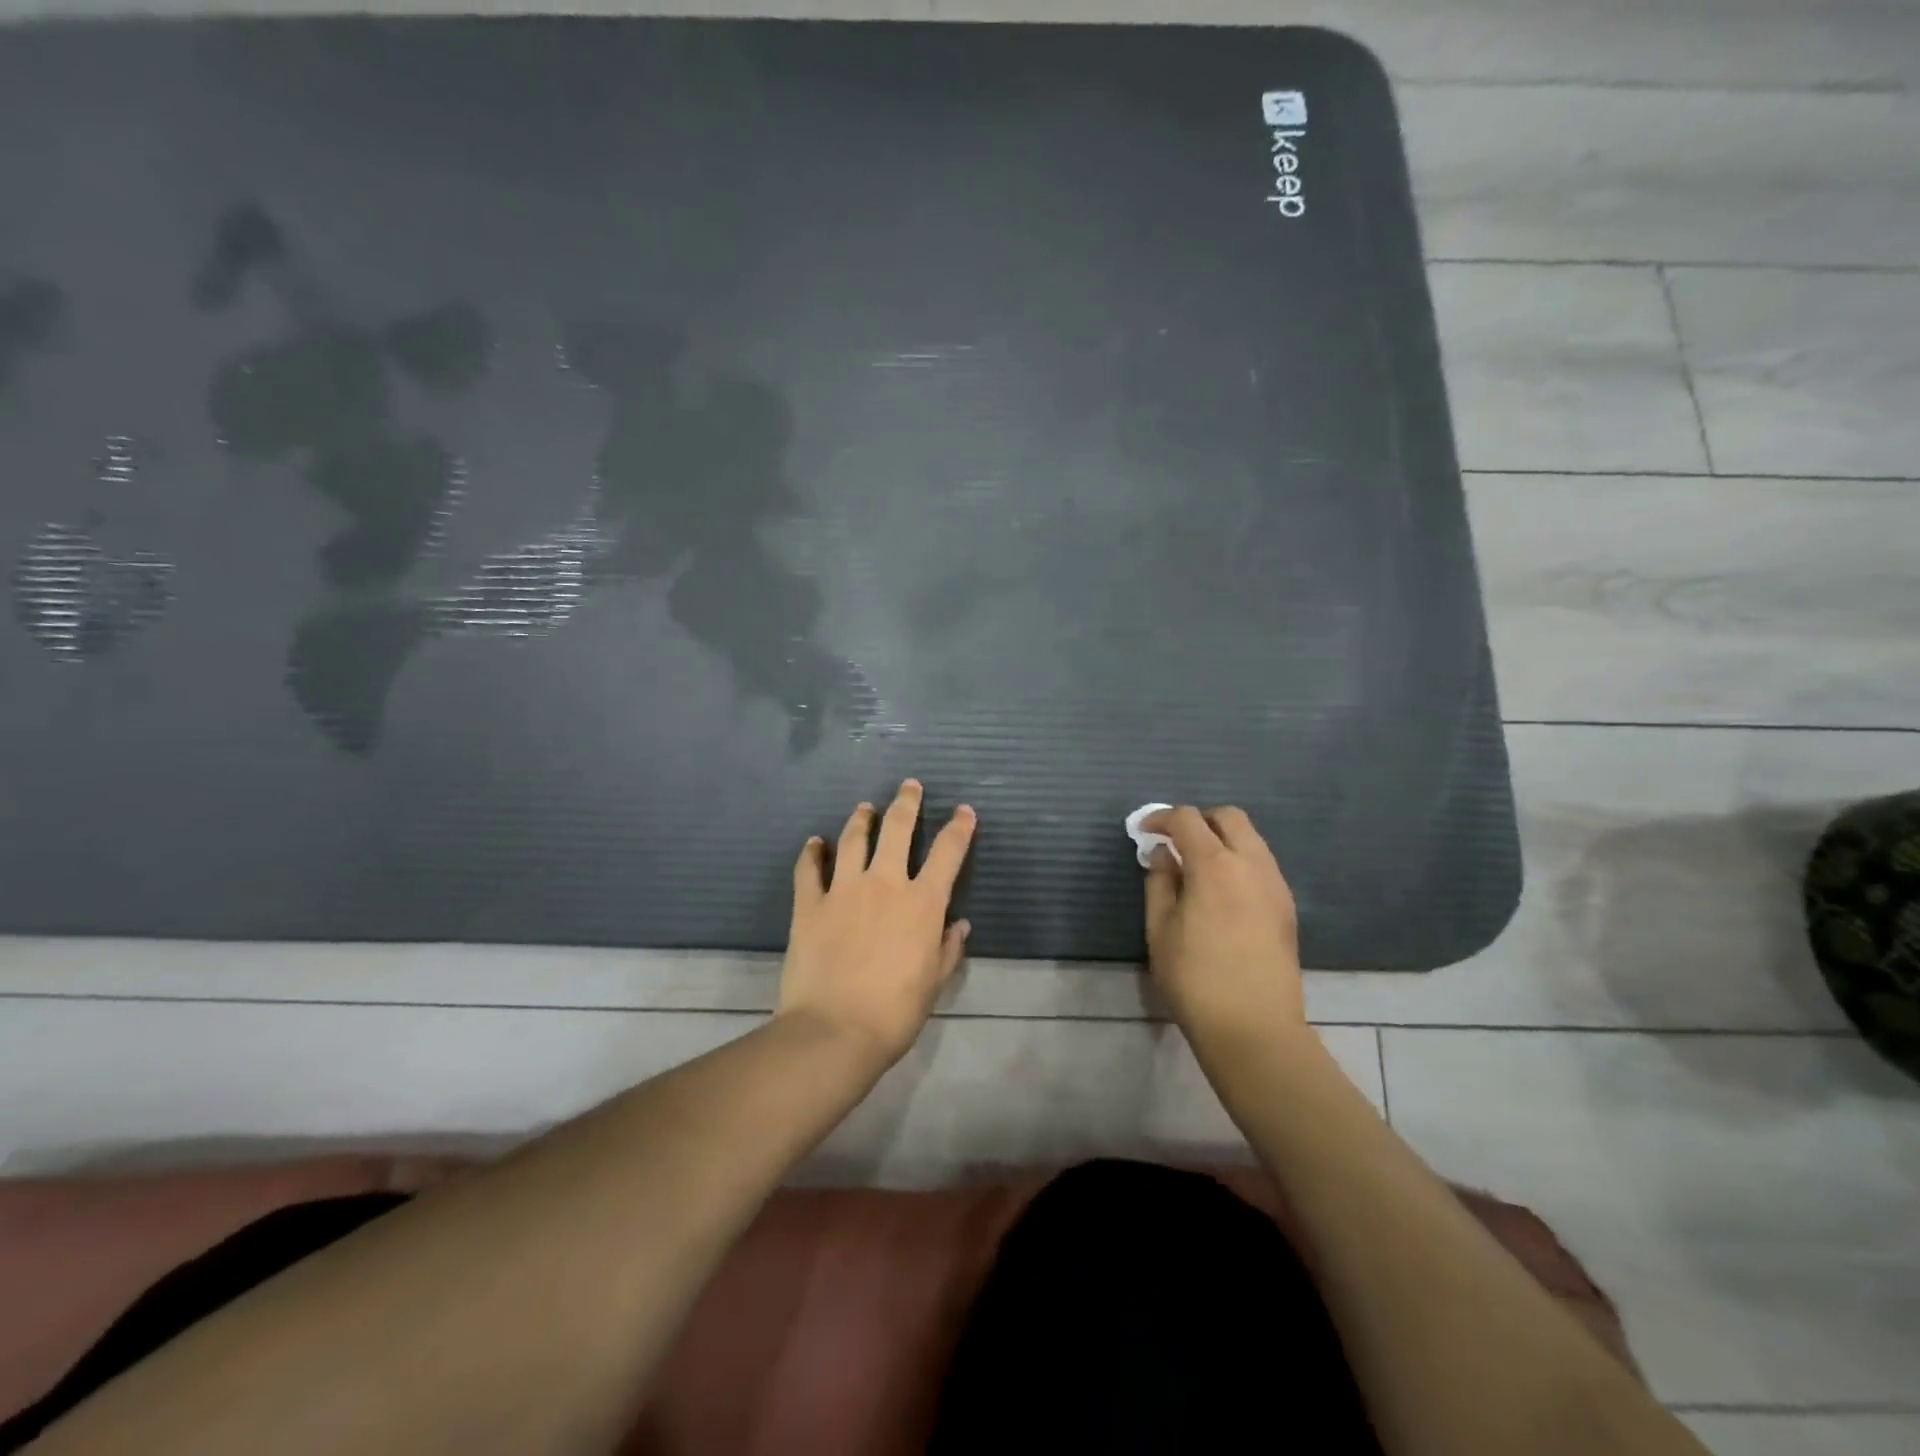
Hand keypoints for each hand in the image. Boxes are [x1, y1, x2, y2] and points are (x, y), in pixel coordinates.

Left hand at [777, 779, 976, 1067]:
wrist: (835, 1030)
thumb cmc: (895, 1012)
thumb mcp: (934, 982)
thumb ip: (948, 948)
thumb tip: (959, 924)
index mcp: (921, 903)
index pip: (948, 853)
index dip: (959, 828)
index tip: (964, 812)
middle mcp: (884, 884)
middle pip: (898, 829)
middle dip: (907, 803)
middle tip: (910, 785)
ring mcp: (843, 890)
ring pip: (854, 839)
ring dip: (862, 819)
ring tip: (865, 807)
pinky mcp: (809, 904)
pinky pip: (809, 869)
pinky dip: (812, 852)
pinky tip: (815, 843)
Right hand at [1143, 806, 1305, 1036]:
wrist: (1255, 1028)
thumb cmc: (1195, 979)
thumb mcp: (1160, 929)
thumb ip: (1160, 883)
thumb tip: (1163, 855)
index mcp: (1216, 865)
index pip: (1188, 819)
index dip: (1161, 819)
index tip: (1144, 833)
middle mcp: (1252, 864)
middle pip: (1229, 817)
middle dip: (1198, 820)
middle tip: (1174, 843)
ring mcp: (1276, 884)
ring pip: (1251, 839)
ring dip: (1221, 840)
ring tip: (1196, 869)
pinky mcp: (1287, 907)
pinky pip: (1261, 864)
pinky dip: (1238, 861)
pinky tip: (1221, 892)